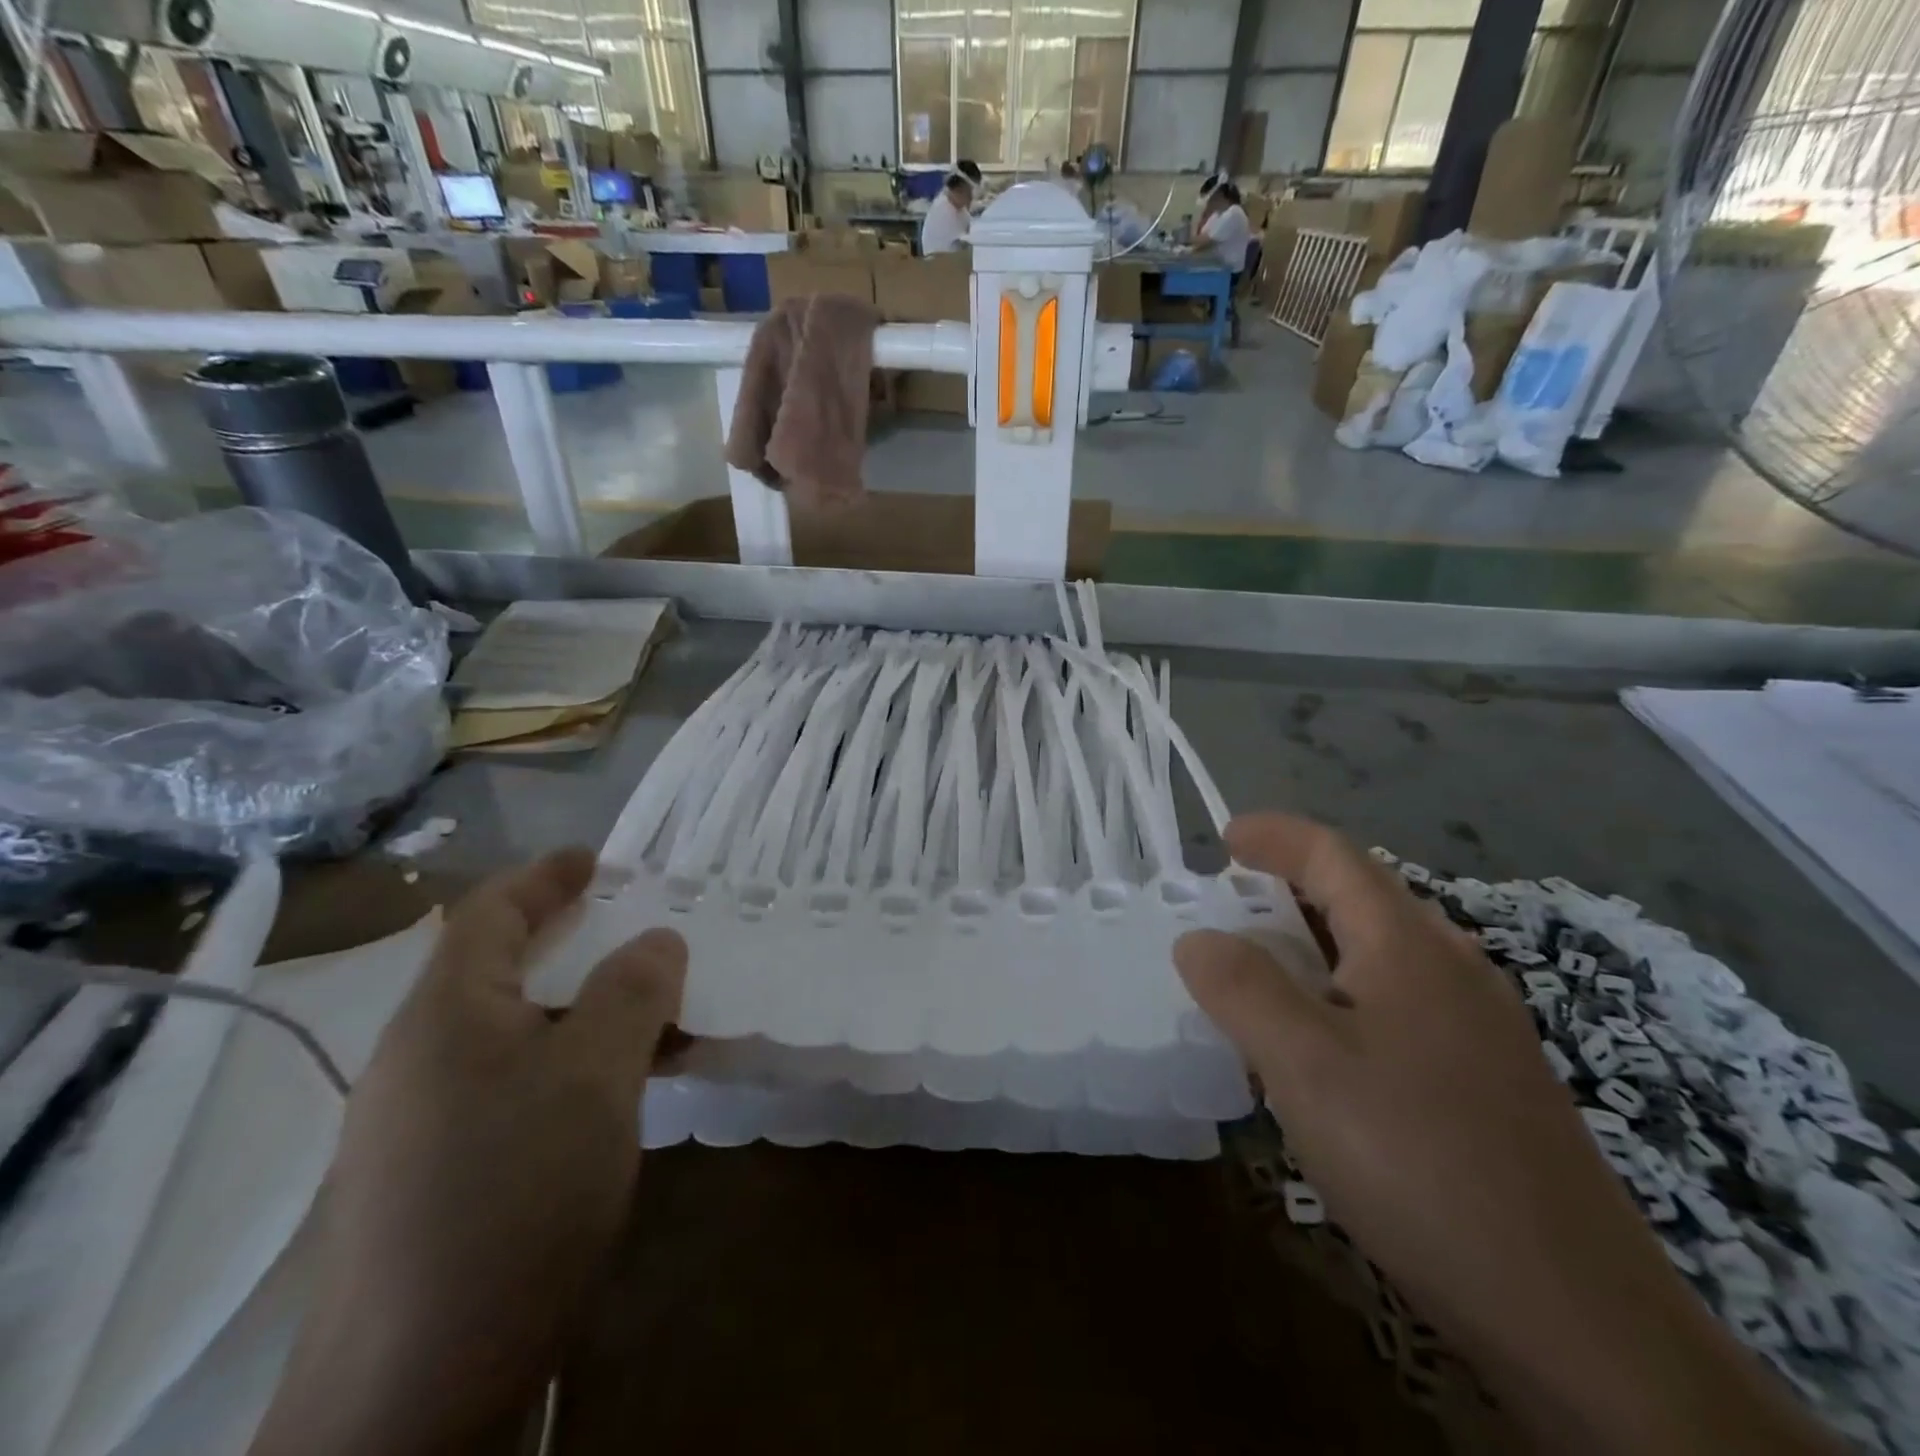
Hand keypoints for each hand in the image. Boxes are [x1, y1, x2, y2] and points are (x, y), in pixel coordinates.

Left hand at [251, 849, 685, 1455]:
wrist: (411, 1395)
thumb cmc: (512, 1197)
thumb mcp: (595, 1076)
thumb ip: (631, 993)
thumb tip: (657, 939)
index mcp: (447, 1014)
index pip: (490, 913)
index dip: (546, 875)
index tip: (599, 857)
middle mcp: (424, 1056)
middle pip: (505, 969)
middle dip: (578, 940)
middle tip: (643, 931)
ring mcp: (426, 1121)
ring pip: (521, 1031)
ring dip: (589, 1010)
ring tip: (658, 1014)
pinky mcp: (441, 1174)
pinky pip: (520, 1083)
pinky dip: (576, 1064)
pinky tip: (623, 1091)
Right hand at [1175, 814, 1836, 1453]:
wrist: (1576, 1315)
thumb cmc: (1419, 1160)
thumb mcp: (1305, 1066)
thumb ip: (1243, 989)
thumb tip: (1198, 938)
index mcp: (1408, 946)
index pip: (1334, 855)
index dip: (1276, 835)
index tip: (1223, 836)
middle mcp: (1452, 968)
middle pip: (1364, 895)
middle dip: (1294, 883)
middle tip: (1234, 901)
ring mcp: (1481, 1026)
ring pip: (1384, 950)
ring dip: (1318, 939)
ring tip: (1267, 964)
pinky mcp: (1491, 1079)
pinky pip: (1402, 1000)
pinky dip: (1346, 990)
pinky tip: (1327, 1042)